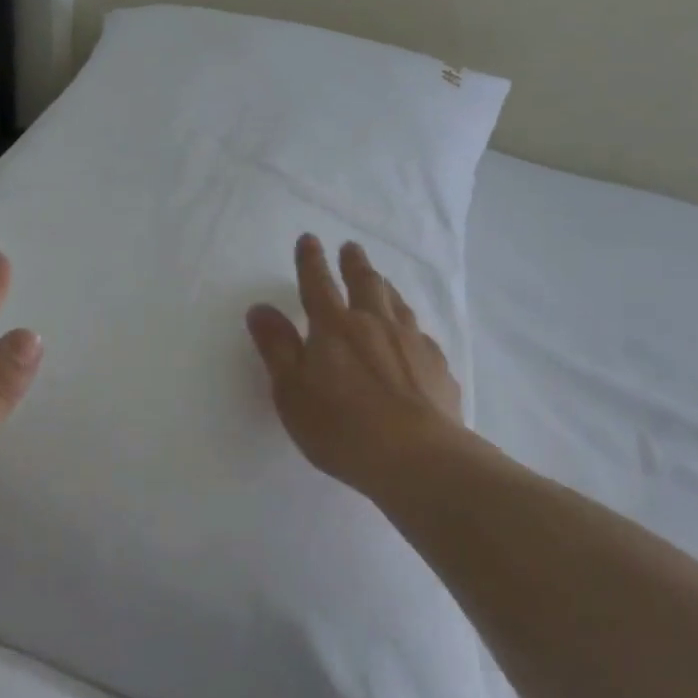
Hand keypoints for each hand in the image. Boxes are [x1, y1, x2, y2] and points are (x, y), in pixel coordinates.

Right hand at [245, 235, 462, 497]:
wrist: (418, 458)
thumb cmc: (341, 427)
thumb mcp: (291, 391)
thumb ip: (276, 348)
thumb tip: (260, 308)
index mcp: (334, 328)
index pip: (318, 284)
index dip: (311, 261)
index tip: (309, 239)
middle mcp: (375, 324)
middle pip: (365, 284)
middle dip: (354, 264)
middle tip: (351, 248)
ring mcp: (411, 343)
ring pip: (397, 304)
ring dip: (385, 288)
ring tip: (382, 282)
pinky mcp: (437, 367)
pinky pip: (422, 336)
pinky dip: (411, 327)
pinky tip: (413, 337)